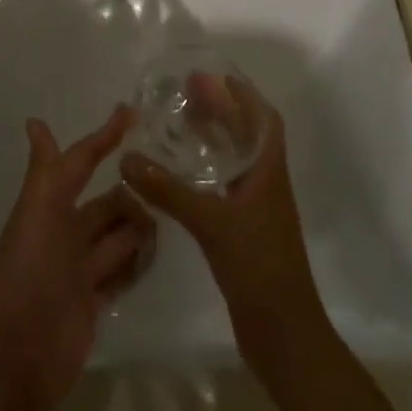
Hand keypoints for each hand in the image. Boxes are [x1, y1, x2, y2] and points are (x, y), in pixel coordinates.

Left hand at [0, 106, 154, 410]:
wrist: (20, 356)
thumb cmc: (28, 271)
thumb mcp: (36, 211)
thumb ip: (46, 169)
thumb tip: (35, 120)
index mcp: (50, 205)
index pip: (82, 161)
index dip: (103, 138)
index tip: (133, 113)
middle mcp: (66, 231)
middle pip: (108, 202)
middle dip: (131, 194)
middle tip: (168, 186)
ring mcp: (80, 269)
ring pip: (118, 236)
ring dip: (139, 228)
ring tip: (170, 222)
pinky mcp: (94, 303)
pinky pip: (122, 273)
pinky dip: (137, 263)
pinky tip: (158, 257)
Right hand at [120, 78, 323, 366]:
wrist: (284, 336)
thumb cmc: (258, 267)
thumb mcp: (211, 222)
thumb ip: (168, 190)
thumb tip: (127, 159)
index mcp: (269, 172)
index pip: (263, 120)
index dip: (243, 94)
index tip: (216, 75)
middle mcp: (265, 184)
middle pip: (246, 135)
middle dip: (221, 110)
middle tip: (188, 91)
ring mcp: (255, 210)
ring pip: (234, 161)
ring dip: (213, 138)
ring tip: (180, 121)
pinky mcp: (243, 232)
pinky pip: (223, 186)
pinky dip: (204, 171)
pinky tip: (179, 173)